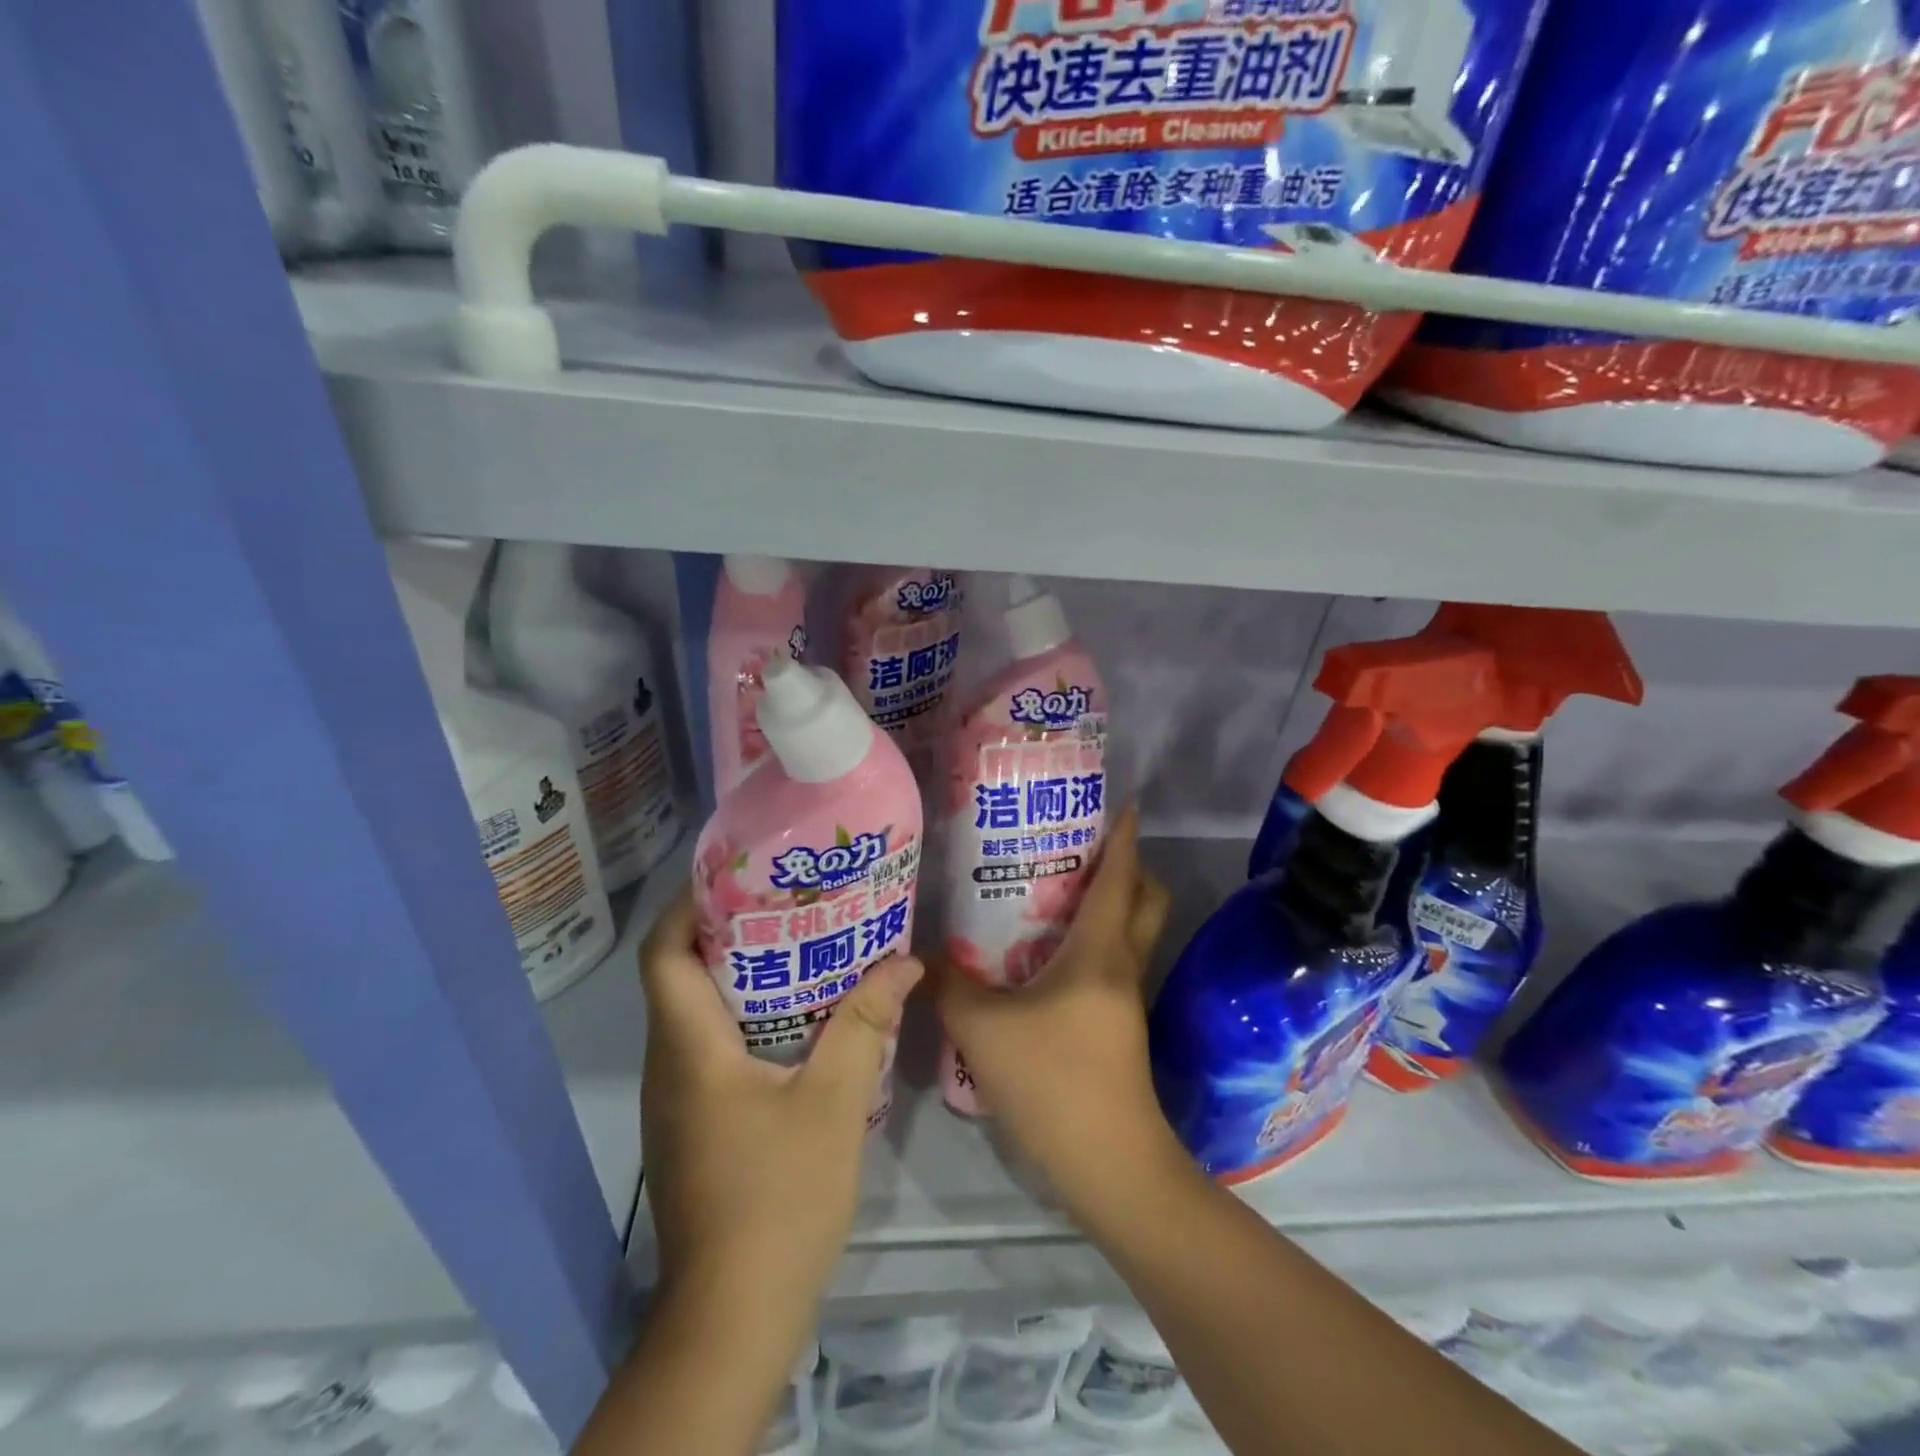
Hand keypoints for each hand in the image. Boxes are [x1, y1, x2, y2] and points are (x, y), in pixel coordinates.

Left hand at [639, 887, 920, 1336]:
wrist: (735, 1315)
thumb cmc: (780, 1196)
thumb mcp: (835, 1100)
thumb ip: (866, 1023)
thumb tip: (906, 960)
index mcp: (689, 1048)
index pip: (663, 953)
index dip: (688, 905)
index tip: (739, 875)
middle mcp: (669, 1066)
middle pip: (679, 975)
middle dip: (728, 931)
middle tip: (789, 902)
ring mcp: (676, 1100)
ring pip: (695, 1014)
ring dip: (740, 976)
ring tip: (802, 947)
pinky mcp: (692, 1126)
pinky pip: (708, 1049)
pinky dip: (744, 1018)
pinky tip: (798, 1021)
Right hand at [934, 807, 1176, 1218]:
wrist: (1109, 1167)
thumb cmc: (1053, 1082)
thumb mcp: (982, 1029)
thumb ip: (948, 985)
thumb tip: (919, 953)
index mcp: (1100, 950)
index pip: (1121, 876)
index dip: (1123, 836)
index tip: (1123, 803)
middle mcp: (1123, 965)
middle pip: (1145, 899)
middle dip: (1125, 866)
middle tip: (1077, 849)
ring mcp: (1127, 999)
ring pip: (1131, 933)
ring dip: (1108, 906)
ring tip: (1053, 894)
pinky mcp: (1121, 1028)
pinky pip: (1113, 965)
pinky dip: (1093, 944)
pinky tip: (1047, 958)